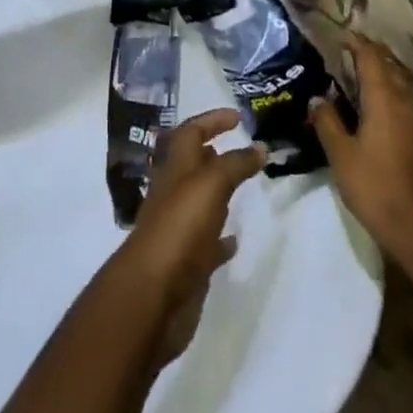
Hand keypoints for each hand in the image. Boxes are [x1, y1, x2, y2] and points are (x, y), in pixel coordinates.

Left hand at [115, 108, 265, 365]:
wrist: (154, 295)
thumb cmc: (180, 228)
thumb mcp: (211, 184)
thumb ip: (235, 164)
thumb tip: (259, 146)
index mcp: (176, 168)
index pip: (191, 131)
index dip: (212, 120)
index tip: (238, 117)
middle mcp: (174, 193)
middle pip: (193, 164)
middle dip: (213, 153)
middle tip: (241, 149)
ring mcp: (179, 228)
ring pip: (200, 201)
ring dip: (217, 191)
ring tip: (242, 186)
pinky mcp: (187, 262)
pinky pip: (207, 242)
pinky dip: (221, 236)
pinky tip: (235, 238)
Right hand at [311, 33, 412, 256]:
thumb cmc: (377, 187)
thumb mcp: (341, 155)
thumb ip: (328, 122)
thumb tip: (317, 98)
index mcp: (384, 96)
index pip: (371, 56)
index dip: (357, 43)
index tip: (343, 37)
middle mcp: (407, 99)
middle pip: (390, 65)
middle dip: (372, 55)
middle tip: (351, 54)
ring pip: (403, 83)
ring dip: (386, 74)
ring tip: (365, 79)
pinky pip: (409, 101)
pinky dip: (394, 94)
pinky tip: (382, 109)